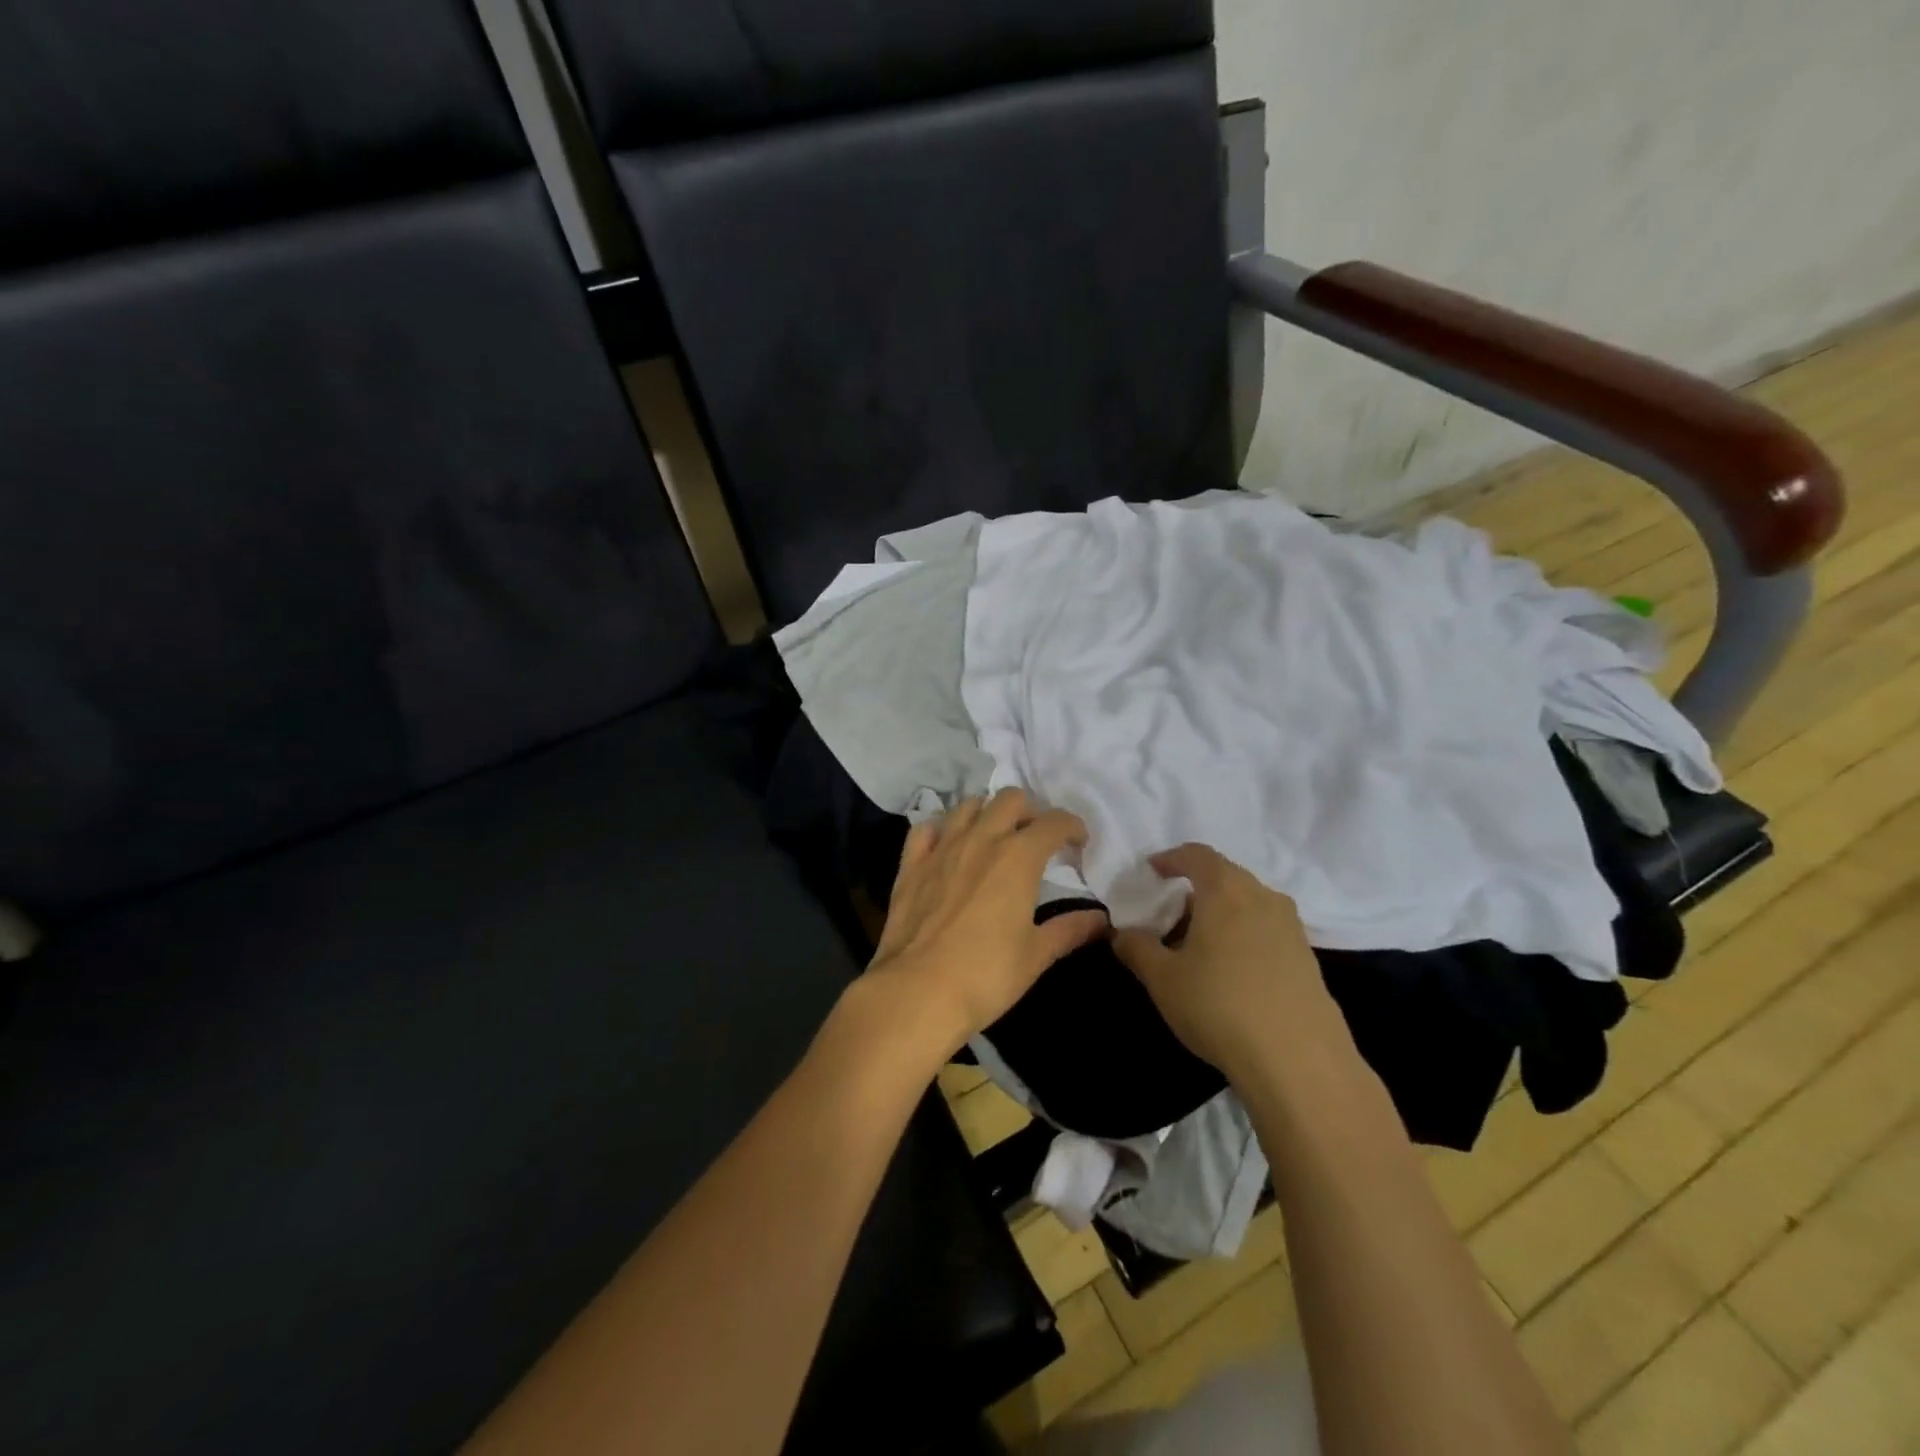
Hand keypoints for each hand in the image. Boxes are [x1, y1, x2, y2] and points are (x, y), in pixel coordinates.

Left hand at [866, 789, 1107, 1060]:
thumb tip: (1101, 919)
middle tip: (1035, 839)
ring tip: (994, 837)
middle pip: (1010, 799)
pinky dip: (941, 830)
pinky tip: (947, 847)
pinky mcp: (911, 863)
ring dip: (987, 813)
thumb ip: (1070, 930)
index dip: (1072, 826)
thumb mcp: (1037, 955)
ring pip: (968, 805)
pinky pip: (926, 829)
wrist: (918, 991)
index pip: (1054, 822)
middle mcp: (981, 839)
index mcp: (1018, 857)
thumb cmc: (986, 975)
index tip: (1078, 843)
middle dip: (1029, 811)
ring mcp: (942, 847)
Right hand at [1111, 843, 1338, 1079]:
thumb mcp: (1162, 978)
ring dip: (1221, 914)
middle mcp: (1263, 897)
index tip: (1152, 871)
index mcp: (1226, 890)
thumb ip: (1136, 948)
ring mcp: (1291, 928)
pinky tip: (1230, 972)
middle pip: (1224, 877)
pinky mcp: (1308, 959)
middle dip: (1194, 889)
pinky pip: (1266, 930)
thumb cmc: (1219, 1006)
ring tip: (1198, 946)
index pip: (1196, 855)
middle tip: (1169, 915)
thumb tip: (1121, 933)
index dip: (1171, 859)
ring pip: (1248, 905)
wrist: (1299, 1062)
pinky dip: (1243, 936)